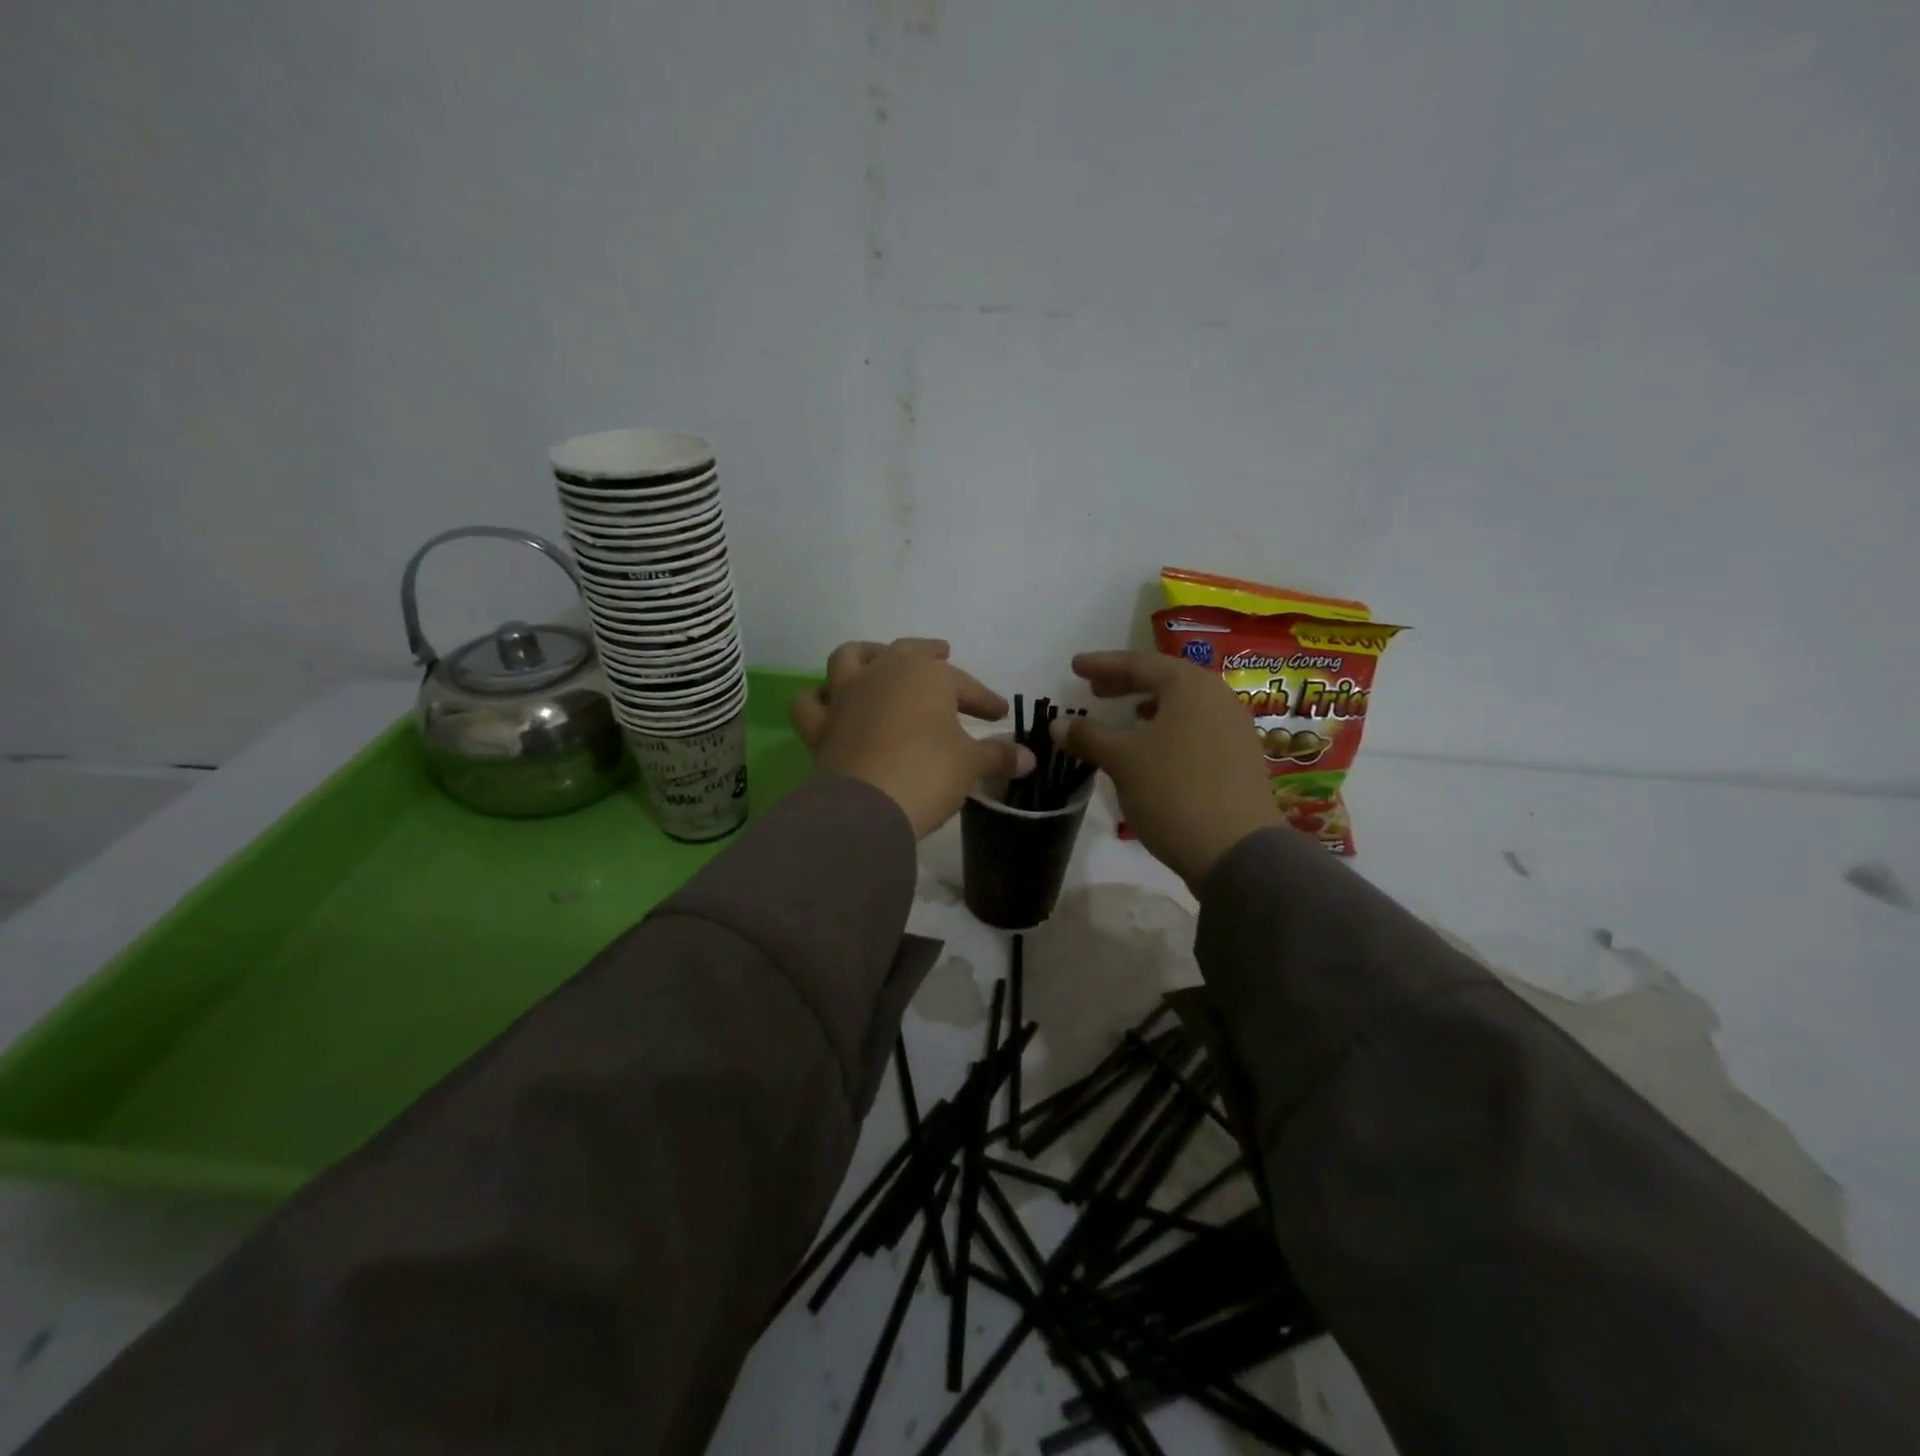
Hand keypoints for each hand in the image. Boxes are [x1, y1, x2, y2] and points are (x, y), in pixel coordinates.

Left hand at [792, 639, 1033, 838]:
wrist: (867, 807)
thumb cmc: (928, 774)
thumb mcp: (971, 765)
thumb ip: (999, 756)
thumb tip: (1029, 758)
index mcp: (926, 675)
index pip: (964, 684)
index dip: (985, 699)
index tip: (1000, 714)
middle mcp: (883, 673)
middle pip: (909, 653)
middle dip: (930, 655)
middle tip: (943, 656)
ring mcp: (846, 695)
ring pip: (851, 658)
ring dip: (867, 654)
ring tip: (879, 658)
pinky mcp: (820, 725)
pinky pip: (811, 702)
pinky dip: (819, 698)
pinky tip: (829, 702)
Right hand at [1052, 650, 1281, 890]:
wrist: (1236, 850)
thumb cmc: (1173, 791)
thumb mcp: (1122, 760)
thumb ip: (1088, 735)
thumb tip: (1058, 723)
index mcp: (1190, 686)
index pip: (1139, 663)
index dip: (1103, 664)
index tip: (1075, 666)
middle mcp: (1217, 698)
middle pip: (1164, 681)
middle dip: (1126, 683)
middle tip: (1094, 690)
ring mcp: (1234, 728)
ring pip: (1182, 706)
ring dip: (1148, 707)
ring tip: (1124, 716)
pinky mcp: (1239, 758)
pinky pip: (1195, 729)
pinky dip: (1167, 729)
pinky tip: (1152, 748)